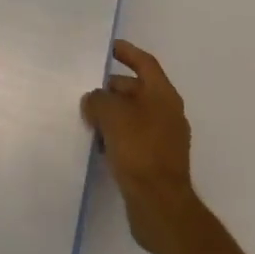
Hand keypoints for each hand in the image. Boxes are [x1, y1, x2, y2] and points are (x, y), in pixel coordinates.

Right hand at [82, 39, 199, 253]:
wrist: (160, 206)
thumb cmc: (139, 150)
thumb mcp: (111, 115)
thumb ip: (98, 99)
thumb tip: (94, 101)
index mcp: (163, 95)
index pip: (145, 63)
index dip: (127, 52)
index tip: (109, 47)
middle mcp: (167, 112)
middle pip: (137, 89)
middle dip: (112, 88)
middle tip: (87, 90)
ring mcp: (164, 139)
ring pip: (133, 115)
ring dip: (112, 114)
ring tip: (87, 118)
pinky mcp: (156, 162)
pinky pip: (133, 138)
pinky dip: (117, 136)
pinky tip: (98, 145)